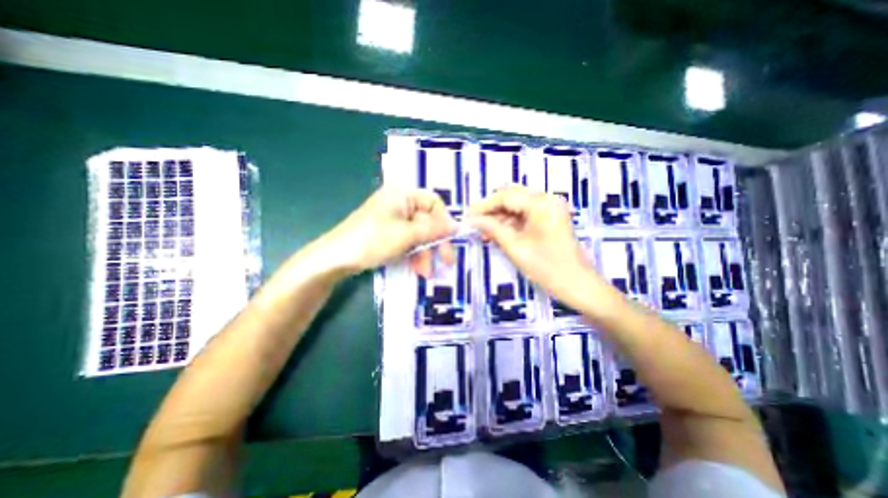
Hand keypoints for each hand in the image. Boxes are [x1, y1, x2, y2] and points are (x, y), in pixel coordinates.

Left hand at [319, 189, 456, 276]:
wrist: (336, 258)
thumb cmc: (372, 240)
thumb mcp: (407, 235)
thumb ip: (433, 230)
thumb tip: (457, 226)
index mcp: (402, 195)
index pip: (434, 203)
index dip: (444, 221)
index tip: (451, 240)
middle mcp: (400, 203)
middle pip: (427, 221)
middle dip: (435, 243)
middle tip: (446, 261)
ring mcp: (394, 218)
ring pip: (419, 234)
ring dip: (425, 253)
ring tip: (426, 272)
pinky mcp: (389, 232)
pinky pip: (409, 240)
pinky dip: (414, 254)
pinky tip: (417, 268)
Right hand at [465, 184, 603, 304]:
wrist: (578, 285)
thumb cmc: (547, 268)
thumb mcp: (515, 248)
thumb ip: (492, 229)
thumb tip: (472, 220)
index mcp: (540, 203)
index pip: (505, 196)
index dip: (483, 206)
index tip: (467, 216)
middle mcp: (546, 198)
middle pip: (510, 196)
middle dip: (490, 209)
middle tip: (474, 223)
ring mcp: (549, 207)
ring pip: (516, 204)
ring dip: (499, 216)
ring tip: (483, 231)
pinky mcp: (549, 216)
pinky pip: (524, 213)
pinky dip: (509, 221)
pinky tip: (497, 233)